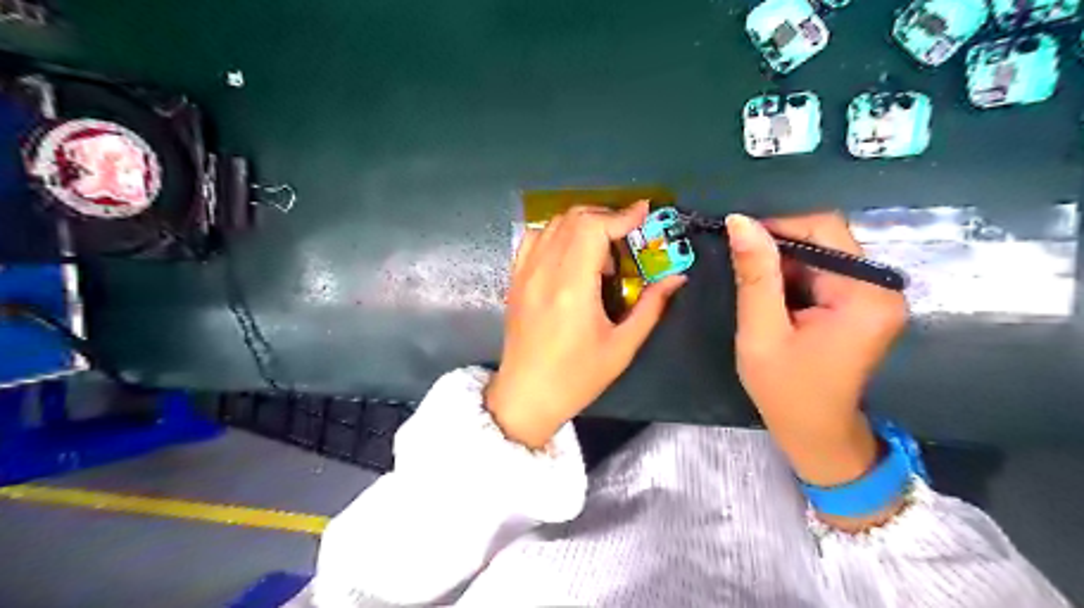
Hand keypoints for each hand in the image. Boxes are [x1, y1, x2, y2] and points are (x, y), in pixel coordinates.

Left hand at [484, 202, 685, 448]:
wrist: (526, 395)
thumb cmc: (577, 377)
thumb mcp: (622, 347)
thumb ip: (651, 307)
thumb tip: (677, 277)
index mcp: (572, 288)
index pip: (593, 228)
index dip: (622, 215)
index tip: (644, 212)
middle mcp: (544, 271)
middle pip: (574, 219)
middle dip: (606, 217)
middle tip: (628, 236)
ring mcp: (525, 273)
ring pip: (553, 224)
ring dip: (582, 224)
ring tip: (601, 252)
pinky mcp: (515, 279)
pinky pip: (534, 239)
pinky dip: (557, 233)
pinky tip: (571, 254)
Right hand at [722, 211, 906, 489]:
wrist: (815, 434)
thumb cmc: (786, 391)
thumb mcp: (761, 333)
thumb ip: (755, 275)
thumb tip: (740, 221)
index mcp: (865, 294)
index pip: (824, 229)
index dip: (778, 222)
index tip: (735, 231)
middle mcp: (879, 286)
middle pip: (825, 237)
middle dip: (777, 241)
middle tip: (735, 254)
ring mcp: (872, 294)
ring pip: (819, 252)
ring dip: (781, 259)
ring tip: (745, 273)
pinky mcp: (858, 303)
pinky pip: (820, 271)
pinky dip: (790, 274)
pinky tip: (765, 288)